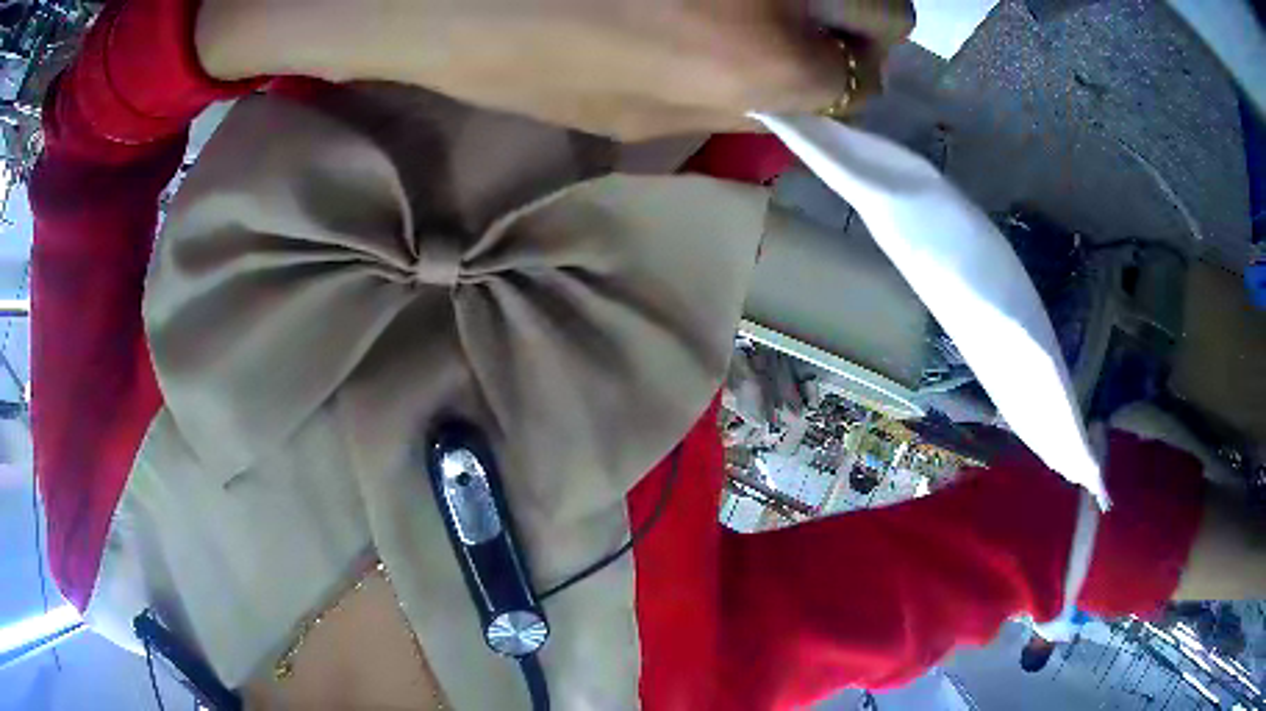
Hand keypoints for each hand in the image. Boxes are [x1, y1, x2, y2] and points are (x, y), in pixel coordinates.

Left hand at [195, 0, 913, 138]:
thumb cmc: (504, 54)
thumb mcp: (617, 115)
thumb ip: (722, 106)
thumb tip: (787, 94)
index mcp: (749, 56)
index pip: (860, 76)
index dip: (847, 73)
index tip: (818, 63)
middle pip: (887, 9)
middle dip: (859, 23)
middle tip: (807, 19)